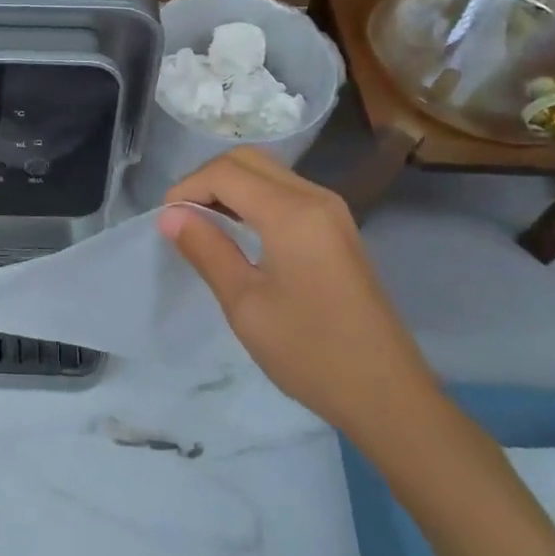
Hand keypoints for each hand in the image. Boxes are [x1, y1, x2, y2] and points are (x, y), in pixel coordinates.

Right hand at [161, 148, 442, 446]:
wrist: (388, 395)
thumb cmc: (311, 353)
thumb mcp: (245, 305)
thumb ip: (206, 250)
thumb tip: (169, 216)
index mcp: (291, 212)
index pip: (225, 172)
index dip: (187, 187)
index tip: (166, 221)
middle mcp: (315, 197)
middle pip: (248, 159)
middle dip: (207, 178)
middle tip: (183, 216)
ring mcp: (332, 210)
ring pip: (268, 171)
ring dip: (230, 185)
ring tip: (204, 223)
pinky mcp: (338, 227)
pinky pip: (286, 190)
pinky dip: (253, 197)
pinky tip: (239, 230)